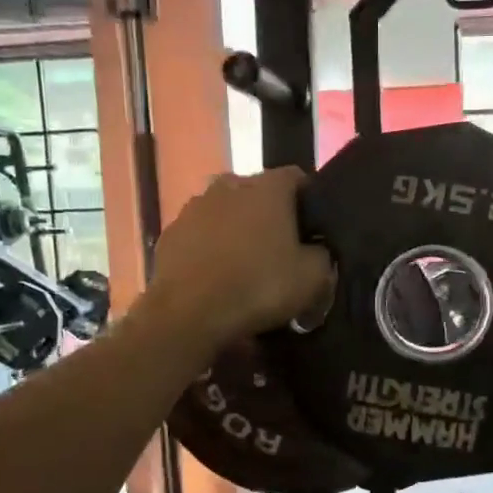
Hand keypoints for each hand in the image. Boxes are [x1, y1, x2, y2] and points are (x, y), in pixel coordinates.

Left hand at [148, 168, 332, 351]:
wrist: (188, 314)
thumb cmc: (258, 287)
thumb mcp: (313, 278)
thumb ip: (322, 255)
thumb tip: (317, 250)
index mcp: (267, 187)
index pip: (298, 178)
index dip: (310, 202)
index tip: (314, 231)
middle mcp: (229, 185)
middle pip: (258, 194)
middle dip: (271, 217)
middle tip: (282, 252)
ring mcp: (193, 207)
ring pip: (226, 214)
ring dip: (237, 232)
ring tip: (246, 267)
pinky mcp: (170, 234)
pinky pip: (200, 236)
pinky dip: (210, 250)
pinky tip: (217, 278)